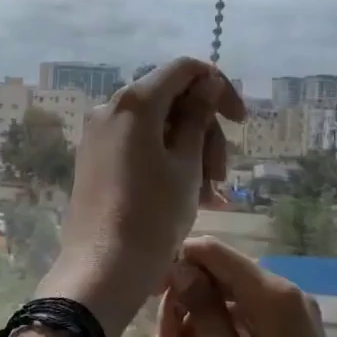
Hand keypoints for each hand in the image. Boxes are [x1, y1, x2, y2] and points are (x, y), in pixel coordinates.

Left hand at [40, 58, 243, 336]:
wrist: (103, 266)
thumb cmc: (153, 215)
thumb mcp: (187, 164)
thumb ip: (198, 117)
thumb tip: (206, 83)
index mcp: (134, 102)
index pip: (185, 69)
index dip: (219, 87)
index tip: (240, 122)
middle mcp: (110, 109)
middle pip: (172, 100)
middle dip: (205, 132)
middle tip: (221, 177)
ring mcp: (99, 135)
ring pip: (158, 128)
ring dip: (191, 154)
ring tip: (212, 197)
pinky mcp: (95, 159)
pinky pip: (139, 147)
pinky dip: (168, 163)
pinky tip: (195, 198)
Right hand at [160, 237, 336, 336]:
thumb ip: (202, 309)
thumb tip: (180, 267)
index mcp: (272, 294)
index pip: (213, 252)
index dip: (177, 265)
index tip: (149, 296)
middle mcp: (285, 294)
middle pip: (218, 278)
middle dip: (185, 307)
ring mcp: (290, 316)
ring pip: (227, 302)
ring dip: (198, 329)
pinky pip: (244, 322)